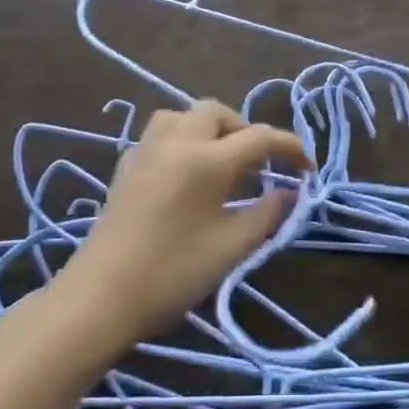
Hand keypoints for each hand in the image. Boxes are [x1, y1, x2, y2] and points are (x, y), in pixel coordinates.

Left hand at [63, 101, 308, 350]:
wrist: (101, 296)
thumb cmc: (173, 272)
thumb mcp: (232, 247)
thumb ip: (267, 214)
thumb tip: (290, 193)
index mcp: (207, 159)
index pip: (259, 137)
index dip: (289, 147)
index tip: (307, 167)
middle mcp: (176, 142)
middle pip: (217, 113)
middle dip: (245, 130)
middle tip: (260, 164)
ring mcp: (145, 151)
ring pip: (183, 116)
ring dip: (210, 128)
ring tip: (223, 161)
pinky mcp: (125, 167)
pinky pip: (160, 135)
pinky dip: (183, 141)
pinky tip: (187, 173)